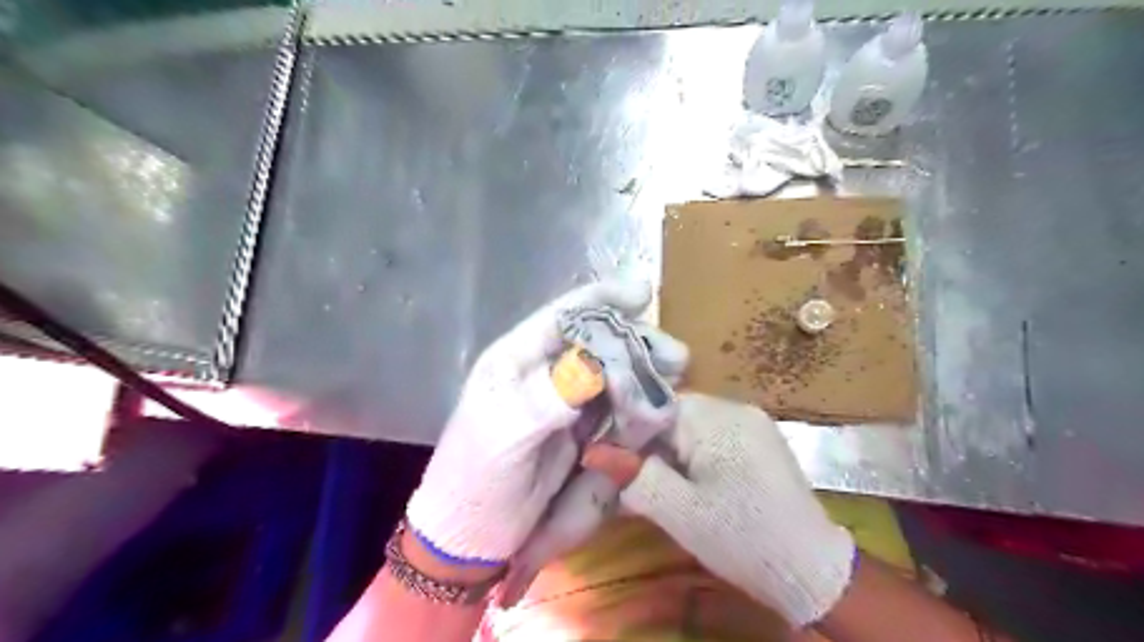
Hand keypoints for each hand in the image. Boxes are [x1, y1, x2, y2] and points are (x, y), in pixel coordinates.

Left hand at [407, 283, 667, 563]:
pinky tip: (657, 414)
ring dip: (644, 375)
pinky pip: (617, 407)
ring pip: (614, 373)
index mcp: (517, 359)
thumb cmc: (476, 480)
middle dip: (636, 344)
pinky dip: (639, 407)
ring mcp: (565, 400)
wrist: (474, 535)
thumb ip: (548, 397)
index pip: (564, 316)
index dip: (603, 300)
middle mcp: (544, 371)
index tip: (645, 293)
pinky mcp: (580, 429)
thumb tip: (594, 364)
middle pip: (598, 342)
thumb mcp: (505, 434)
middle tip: (676, 359)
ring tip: (675, 382)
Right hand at [585, 390, 851, 626]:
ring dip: (676, 452)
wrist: (810, 567)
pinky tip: (699, 484)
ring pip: (695, 426)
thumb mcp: (677, 509)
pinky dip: (699, 455)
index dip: (632, 433)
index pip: (655, 407)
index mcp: (714, 416)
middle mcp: (735, 407)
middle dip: (655, 446)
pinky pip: (717, 435)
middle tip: (642, 481)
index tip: (617, 462)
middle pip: (675, 415)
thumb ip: (633, 474)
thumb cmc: (739, 536)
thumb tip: (592, 450)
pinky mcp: (762, 439)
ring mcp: (753, 421)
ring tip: (671, 487)